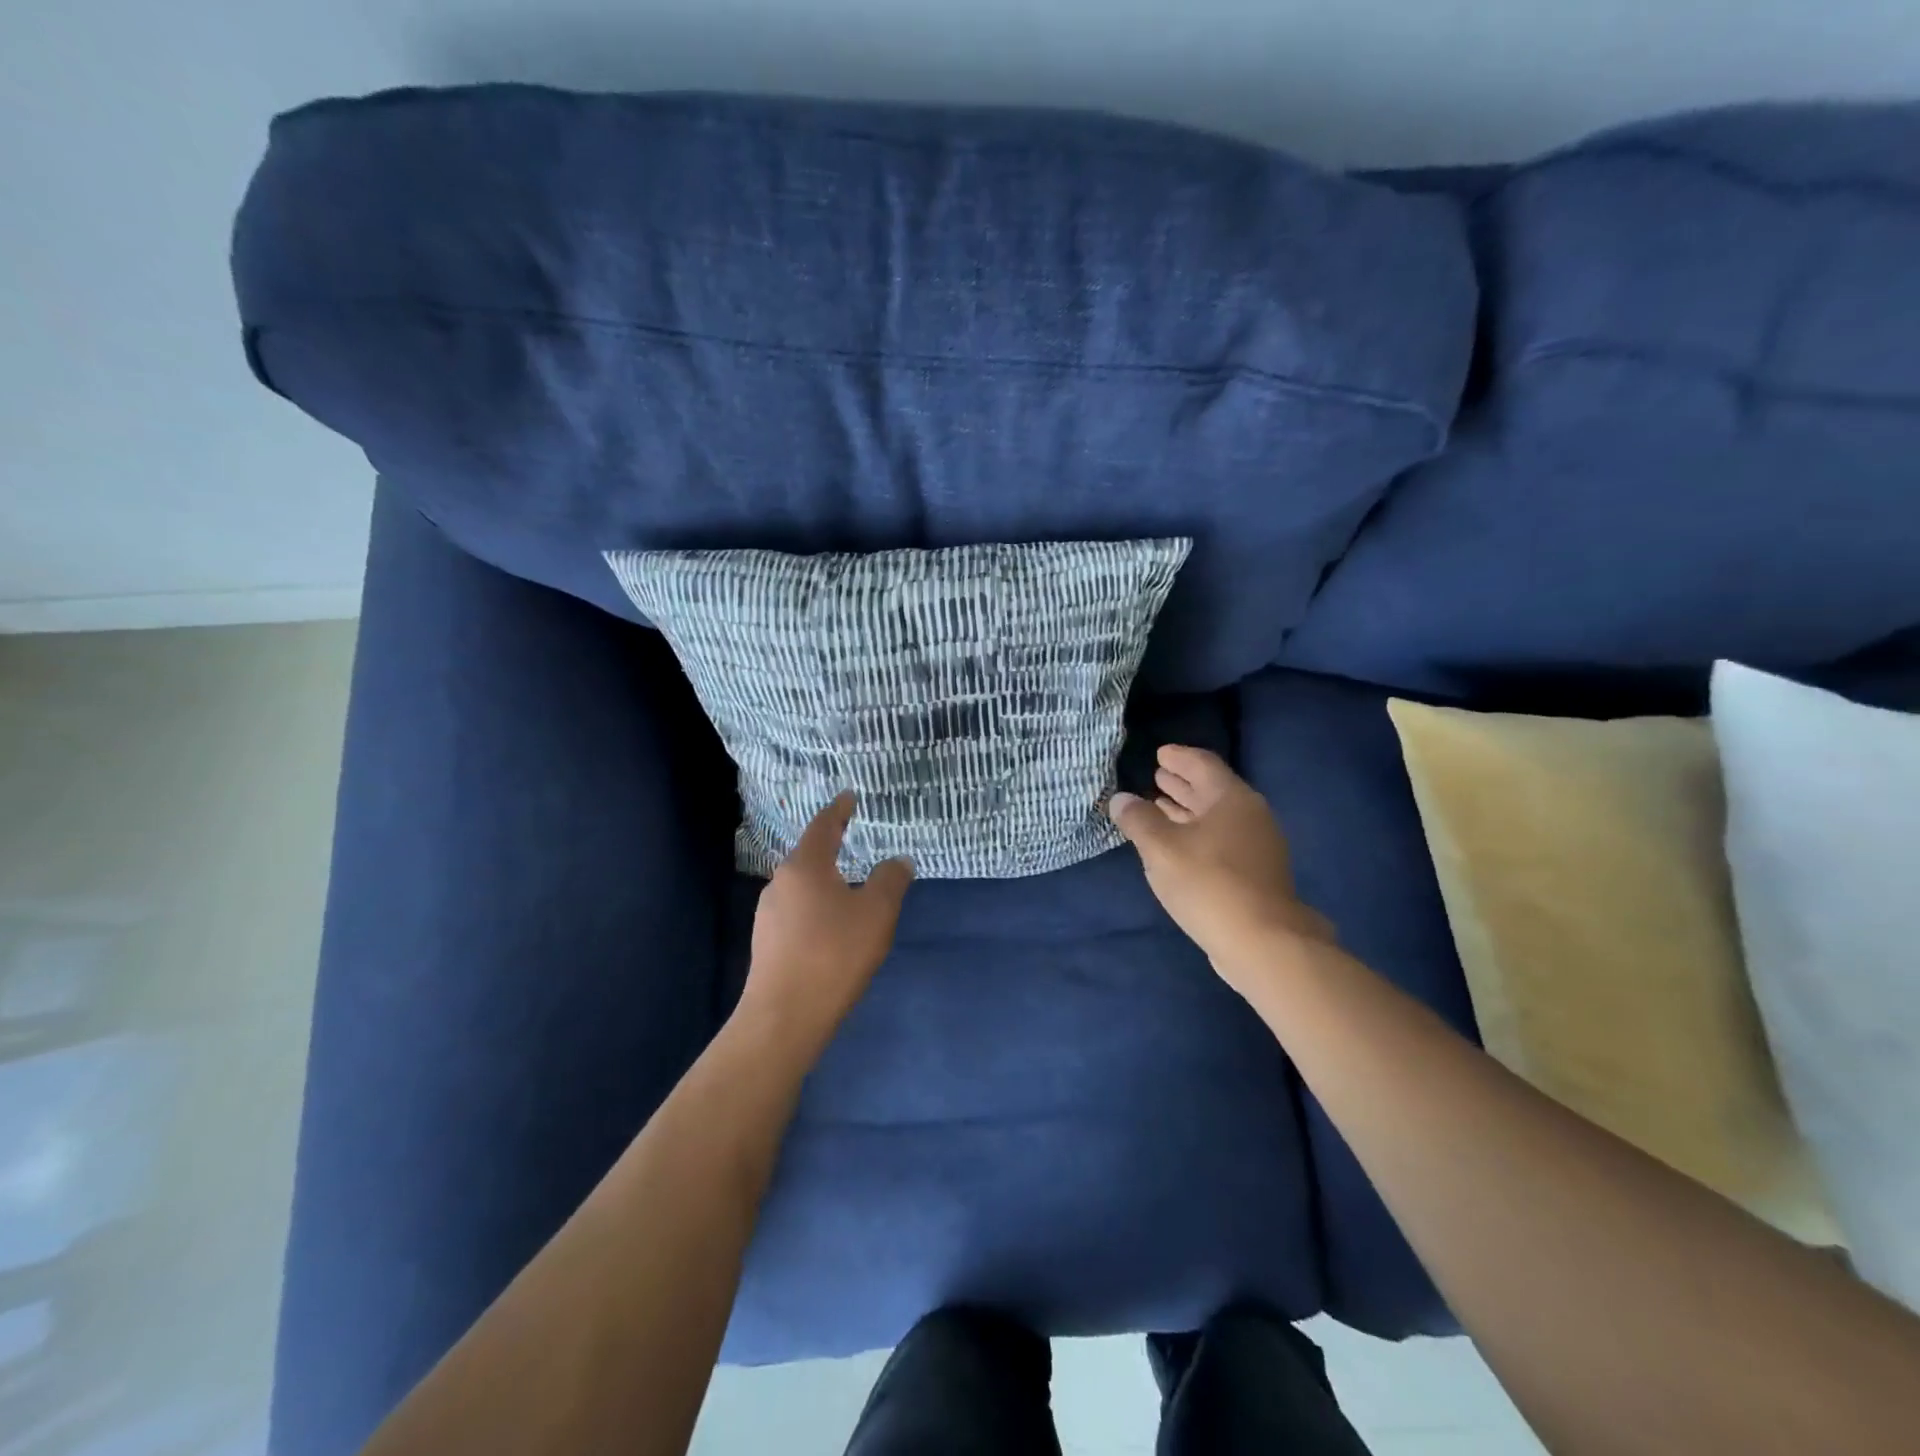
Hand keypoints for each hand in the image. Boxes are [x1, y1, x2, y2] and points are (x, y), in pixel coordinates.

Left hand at [743, 792, 914, 1043]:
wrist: (784, 1017)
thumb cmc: (834, 954)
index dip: (839, 810)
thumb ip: (890, 880)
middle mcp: (780, 883)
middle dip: (832, 847)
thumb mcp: (876, 913)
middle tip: (854, 839)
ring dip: (825, 881)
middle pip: (809, 855)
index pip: (823, 826)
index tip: (849, 796)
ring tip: (849, 886)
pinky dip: (817, 907)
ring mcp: (768, 914)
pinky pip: (797, 911)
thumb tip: (898, 860)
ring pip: (803, 886)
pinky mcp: (766, 943)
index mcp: (804, 866)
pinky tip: (832, 926)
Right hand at [1108, 745, 1332, 989]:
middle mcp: (1249, 814)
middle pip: (1211, 789)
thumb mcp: (1161, 848)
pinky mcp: (1256, 873)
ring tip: (1160, 806)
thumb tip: (1121, 799)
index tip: (1159, 754)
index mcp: (1231, 798)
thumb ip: (1138, 820)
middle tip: (1156, 776)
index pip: (1202, 764)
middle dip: (1182, 783)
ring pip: (1216, 817)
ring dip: (1187, 810)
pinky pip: (1221, 839)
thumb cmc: (1209, 884)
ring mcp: (1257, 845)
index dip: (1178, 757)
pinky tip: (1179, 845)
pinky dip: (1197, 833)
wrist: (1263, 943)